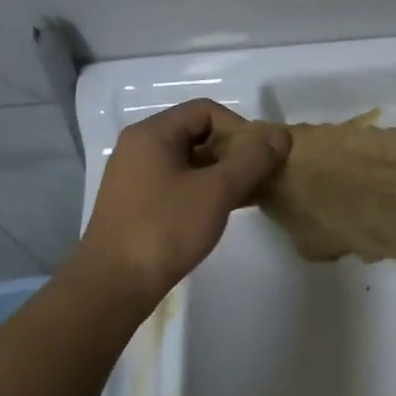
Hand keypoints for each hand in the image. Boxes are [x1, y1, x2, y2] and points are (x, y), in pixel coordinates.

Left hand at [79, 99, 289, 301]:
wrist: (114, 284)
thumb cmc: (165, 229)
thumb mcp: (217, 191)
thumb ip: (252, 159)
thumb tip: (281, 134)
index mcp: (152, 133)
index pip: (206, 111)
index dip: (240, 128)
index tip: (260, 159)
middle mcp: (140, 147)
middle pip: (198, 133)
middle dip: (234, 151)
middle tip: (260, 178)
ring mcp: (137, 177)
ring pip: (191, 161)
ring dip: (223, 173)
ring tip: (249, 196)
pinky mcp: (138, 203)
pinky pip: (180, 183)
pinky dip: (206, 190)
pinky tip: (225, 210)